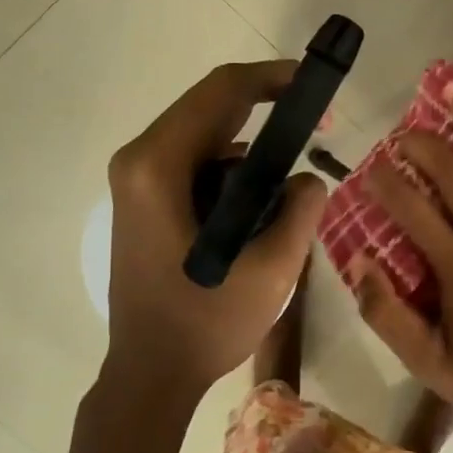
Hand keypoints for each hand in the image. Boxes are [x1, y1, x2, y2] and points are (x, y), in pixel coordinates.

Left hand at [104, 60, 326, 397]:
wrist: (150, 374)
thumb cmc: (204, 324)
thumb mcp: (271, 269)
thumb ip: (300, 210)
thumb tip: (308, 178)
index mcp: (159, 166)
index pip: (222, 93)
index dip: (273, 78)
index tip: (315, 86)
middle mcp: (139, 160)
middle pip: (210, 107)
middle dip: (267, 109)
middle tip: (317, 128)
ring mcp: (136, 180)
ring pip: (204, 134)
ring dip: (250, 144)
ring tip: (290, 177)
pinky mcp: (143, 199)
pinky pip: (195, 162)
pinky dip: (232, 168)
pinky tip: (259, 202)